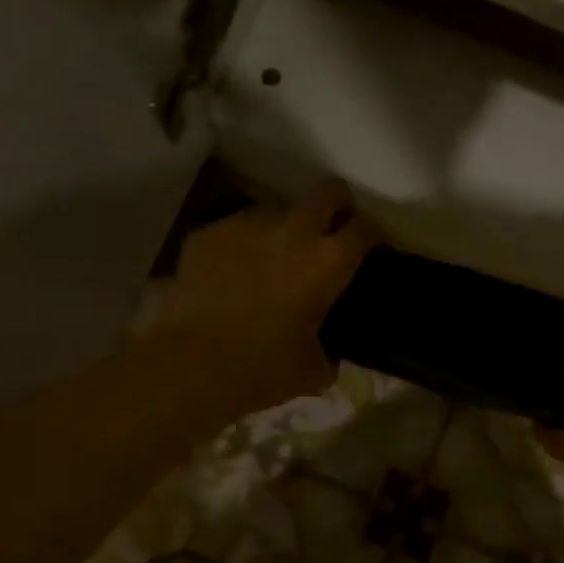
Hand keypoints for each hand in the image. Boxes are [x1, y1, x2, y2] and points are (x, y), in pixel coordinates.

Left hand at [153, 179, 379, 418]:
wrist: (191, 366)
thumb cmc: (262, 370)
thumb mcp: (312, 370)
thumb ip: (329, 351)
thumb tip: (328, 352)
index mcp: (327, 263)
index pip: (365, 229)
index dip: (372, 236)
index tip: (370, 248)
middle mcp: (292, 231)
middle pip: (328, 191)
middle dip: (337, 204)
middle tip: (331, 230)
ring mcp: (246, 225)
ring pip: (277, 210)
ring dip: (284, 229)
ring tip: (272, 259)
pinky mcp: (209, 233)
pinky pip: (236, 230)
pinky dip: (242, 246)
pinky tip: (232, 274)